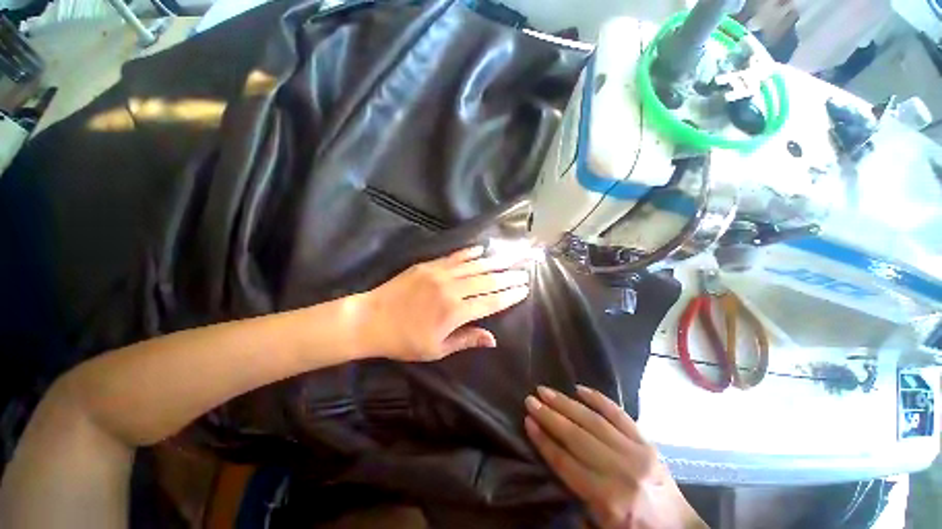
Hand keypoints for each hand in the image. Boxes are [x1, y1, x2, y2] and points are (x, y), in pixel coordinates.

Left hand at [361, 246, 530, 361]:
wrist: (371, 319)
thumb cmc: (404, 340)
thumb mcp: (436, 349)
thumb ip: (466, 340)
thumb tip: (493, 339)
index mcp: (455, 312)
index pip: (490, 302)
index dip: (509, 295)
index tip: (524, 288)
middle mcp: (452, 290)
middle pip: (487, 281)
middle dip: (508, 276)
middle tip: (525, 270)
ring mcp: (440, 274)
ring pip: (474, 266)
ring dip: (495, 261)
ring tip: (512, 256)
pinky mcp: (429, 265)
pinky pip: (454, 257)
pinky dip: (469, 253)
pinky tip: (482, 249)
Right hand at [524, 386, 706, 528]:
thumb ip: (576, 502)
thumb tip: (554, 464)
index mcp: (608, 500)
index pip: (566, 462)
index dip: (544, 441)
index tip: (527, 422)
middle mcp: (620, 471)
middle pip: (576, 437)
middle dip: (549, 416)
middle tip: (530, 399)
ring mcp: (636, 452)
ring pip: (593, 421)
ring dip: (566, 403)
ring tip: (545, 391)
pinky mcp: (647, 442)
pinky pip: (619, 414)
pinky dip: (598, 399)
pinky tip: (580, 389)